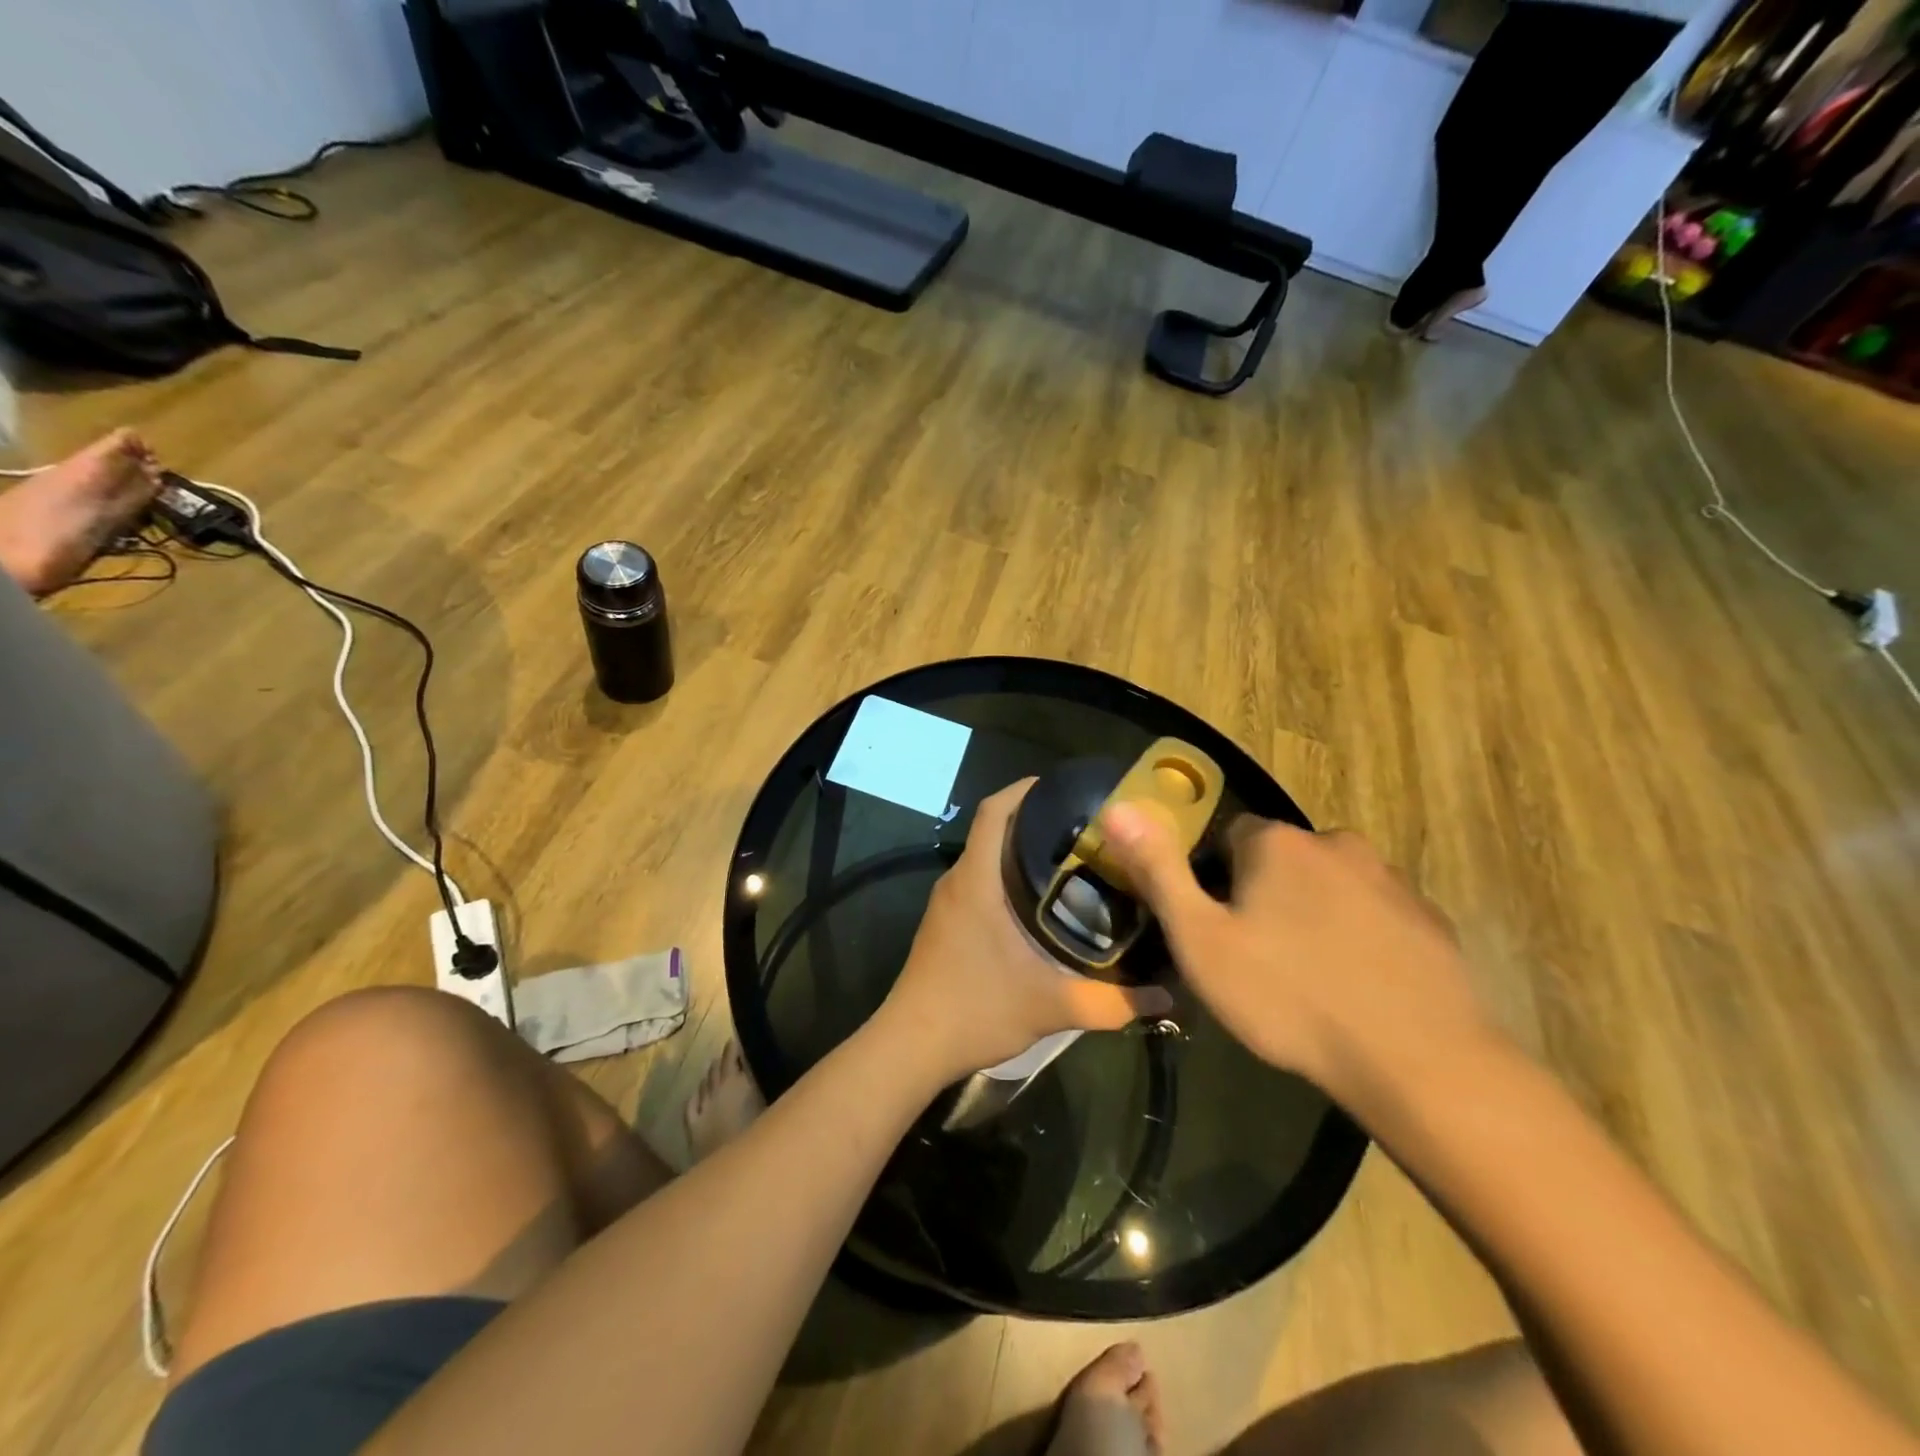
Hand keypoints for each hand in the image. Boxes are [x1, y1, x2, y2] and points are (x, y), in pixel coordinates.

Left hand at [882, 781, 1173, 1081]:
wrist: (911, 1046)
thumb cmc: (975, 1010)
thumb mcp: (1050, 1007)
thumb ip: (1111, 1002)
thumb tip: (1167, 998)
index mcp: (976, 880)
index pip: (995, 811)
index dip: (1024, 790)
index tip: (1064, 787)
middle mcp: (957, 880)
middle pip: (994, 829)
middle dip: (1035, 820)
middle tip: (1086, 829)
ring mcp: (947, 903)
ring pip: (986, 857)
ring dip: (1021, 850)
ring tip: (1073, 860)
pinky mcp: (945, 923)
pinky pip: (978, 881)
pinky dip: (1007, 876)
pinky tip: (1040, 902)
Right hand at [1098, 806, 1490, 1100]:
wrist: (1418, 1061)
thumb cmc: (1289, 997)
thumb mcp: (1201, 940)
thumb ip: (1159, 870)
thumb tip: (1118, 807)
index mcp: (1277, 844)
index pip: (1230, 836)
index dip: (1216, 879)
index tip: (1219, 927)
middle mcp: (1336, 843)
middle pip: (1283, 859)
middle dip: (1267, 894)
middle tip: (1260, 958)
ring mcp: (1391, 880)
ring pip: (1332, 885)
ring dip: (1316, 914)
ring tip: (1310, 978)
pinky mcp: (1431, 919)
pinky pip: (1377, 915)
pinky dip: (1361, 937)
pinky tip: (1358, 987)